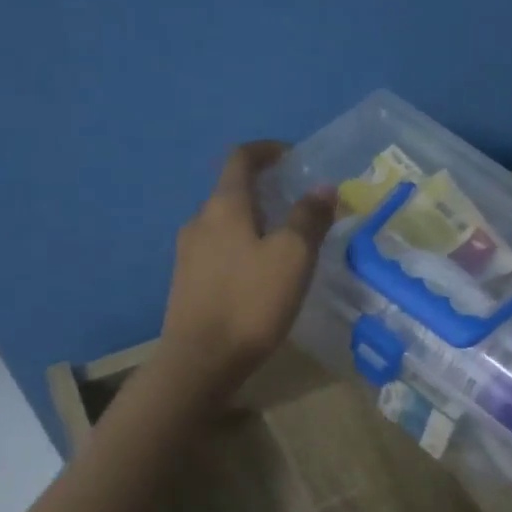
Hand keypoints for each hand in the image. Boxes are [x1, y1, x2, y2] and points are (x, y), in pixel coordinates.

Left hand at [159, 141, 335, 394]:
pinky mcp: (187, 283)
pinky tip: (261, 274)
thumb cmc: (250, 302)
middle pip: (232, 191)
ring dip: (255, 222)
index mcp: (224, 206)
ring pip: (226, 224)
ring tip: (286, 243)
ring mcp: (188, 253)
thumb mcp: (292, 257)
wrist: (200, 361)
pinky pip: (219, 251)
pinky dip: (243, 247)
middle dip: (266, 191)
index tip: (294, 157)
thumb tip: (323, 187)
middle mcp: (200, 221)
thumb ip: (308, 218)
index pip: (242, 158)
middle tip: (300, 205)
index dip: (268, 150)